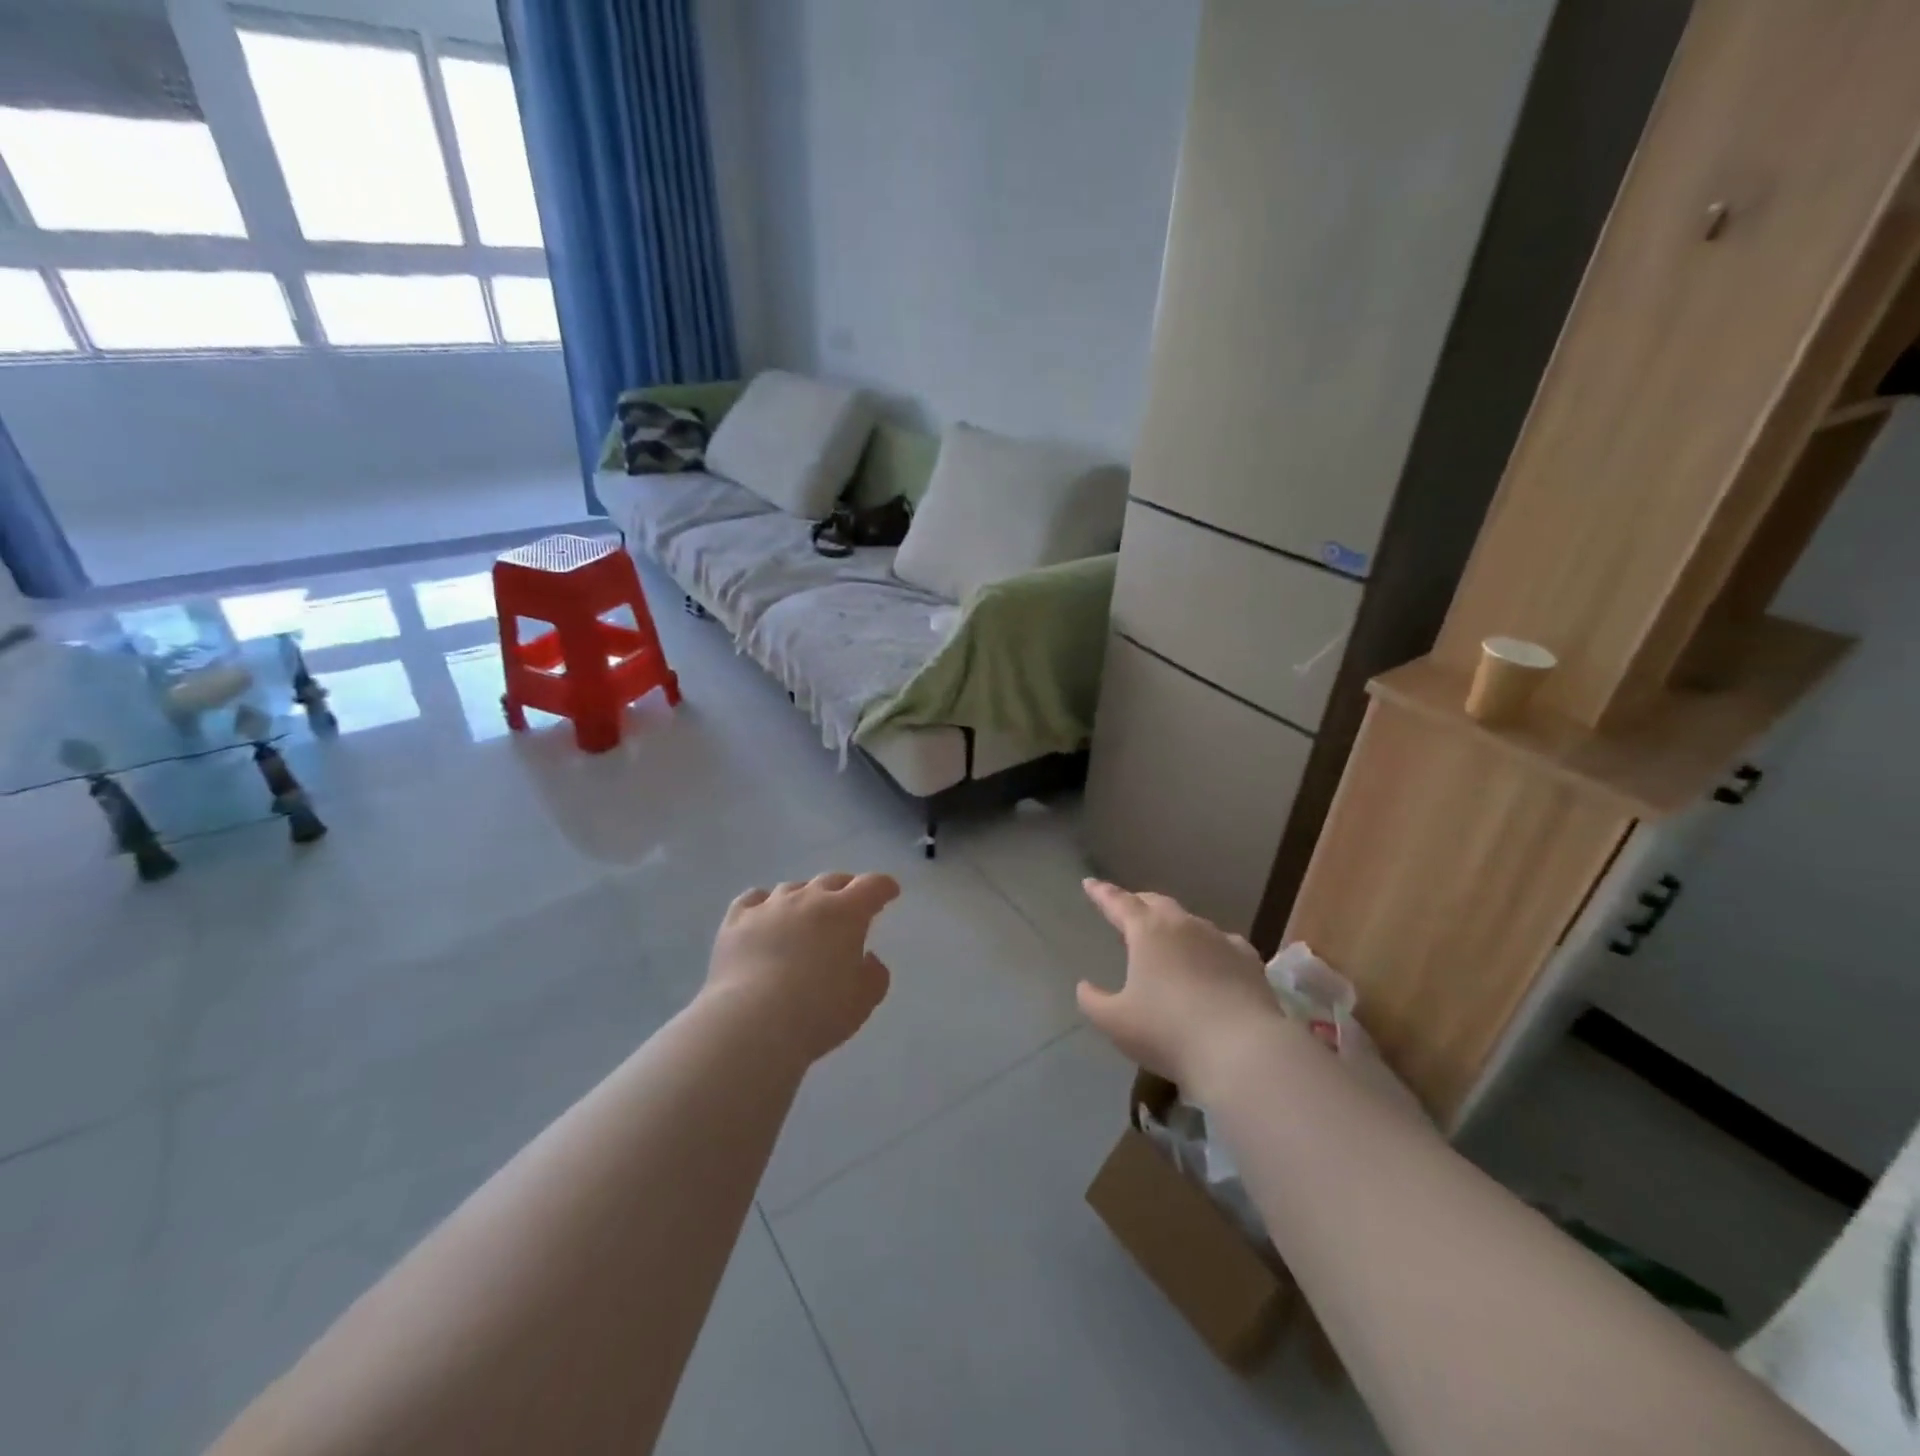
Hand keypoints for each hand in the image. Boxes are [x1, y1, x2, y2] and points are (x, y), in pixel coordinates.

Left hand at [705, 872, 899, 1065]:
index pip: (872, 886)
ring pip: (792, 888)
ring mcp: (769, 906)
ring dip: (805, 897)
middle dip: (845, 889)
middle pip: (832, 880)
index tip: (889, 892)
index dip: (884, 887)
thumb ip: (874, 975)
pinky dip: (763, 903)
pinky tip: (763, 915)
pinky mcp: (736, 920)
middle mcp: (809, 899)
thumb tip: (867, 958)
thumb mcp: (863, 1000)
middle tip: (849, 904)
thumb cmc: (818, 1012)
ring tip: (805, 914)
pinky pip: (753, 899)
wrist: (752, 1023)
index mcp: (846, 912)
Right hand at [1076, 879, 1289, 1092]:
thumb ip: (1093, 1001)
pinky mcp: (1249, 960)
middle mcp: (1183, 925)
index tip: (1090, 883)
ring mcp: (1220, 939)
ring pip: (1191, 921)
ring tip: (1168, 937)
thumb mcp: (1115, 1021)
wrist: (1241, 1050)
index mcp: (1147, 931)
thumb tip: (1084, 986)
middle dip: (1138, 903)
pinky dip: (1210, 946)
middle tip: (1128, 908)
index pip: (1118, 903)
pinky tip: (1213, 959)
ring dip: (1174, 925)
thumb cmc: (1167, 1031)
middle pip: (1156, 903)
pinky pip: (1223, 943)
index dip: (1102, 893)